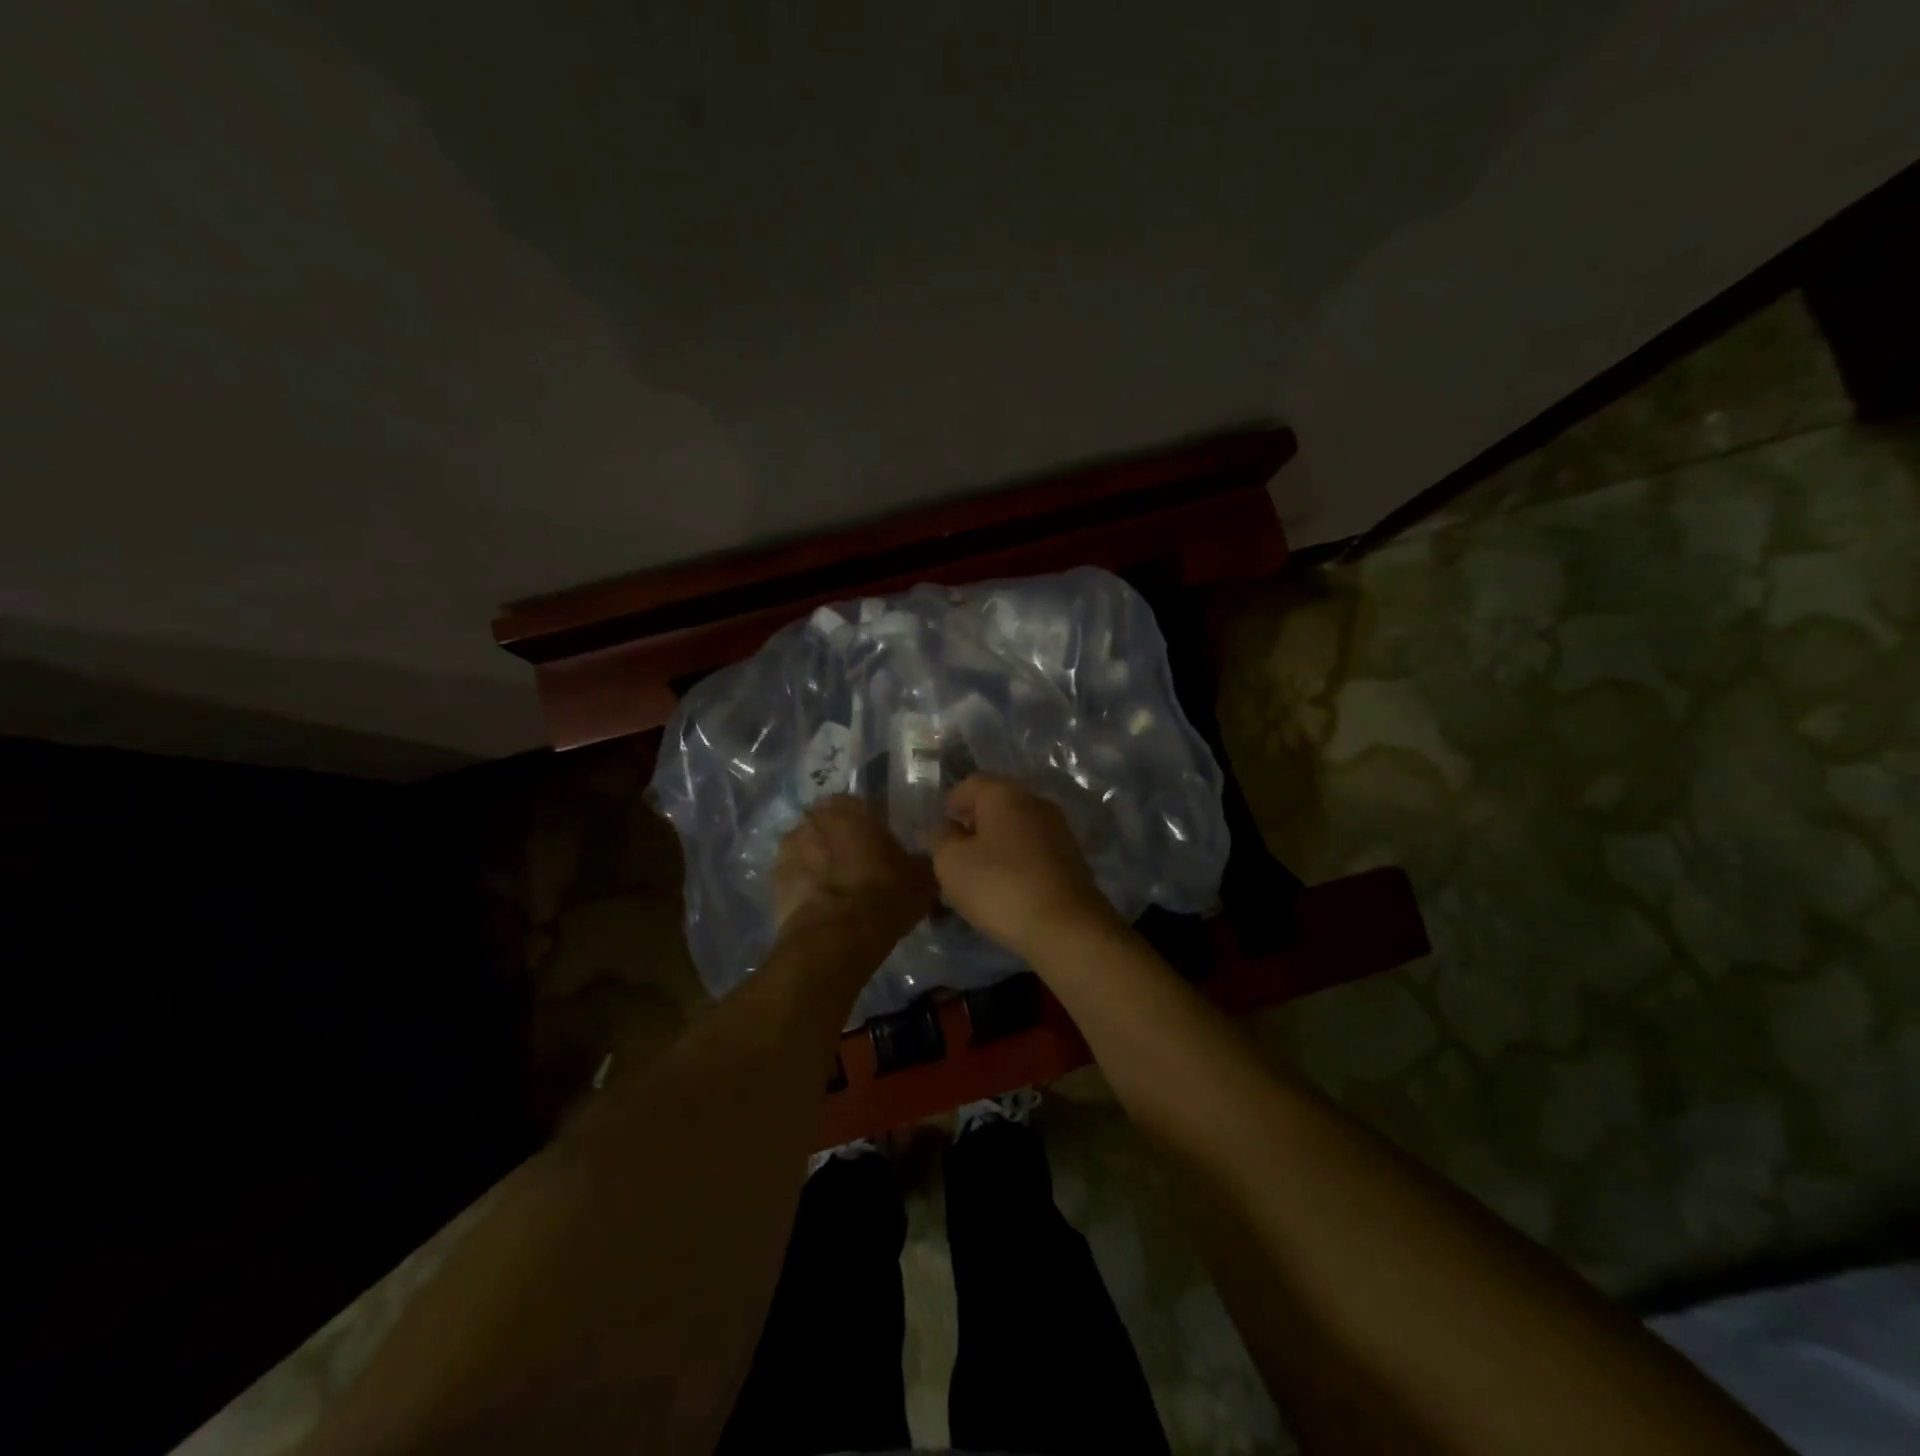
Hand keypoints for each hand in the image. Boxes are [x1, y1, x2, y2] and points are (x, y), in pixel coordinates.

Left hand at [773, 796, 935, 941]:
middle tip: (861, 868)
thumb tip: (920, 863)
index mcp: (849, 807)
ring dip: (820, 862)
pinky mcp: (773, 881)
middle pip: (831, 826)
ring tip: (839, 890)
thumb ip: (919, 860)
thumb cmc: (884, 894)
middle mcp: (813, 818)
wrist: (836, 938)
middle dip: (842, 842)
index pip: (862, 807)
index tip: (883, 849)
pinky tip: (823, 906)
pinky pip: (795, 877)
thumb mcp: (921, 877)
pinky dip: (806, 886)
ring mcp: (787, 849)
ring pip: (809, 849)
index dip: (873, 828)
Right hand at [929, 775, 1118, 959]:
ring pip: (1016, 828)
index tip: (937, 830)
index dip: (950, 803)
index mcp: (1005, 793)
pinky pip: (1033, 850)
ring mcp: (1058, 829)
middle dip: (973, 824)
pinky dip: (1016, 860)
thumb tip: (942, 827)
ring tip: (977, 874)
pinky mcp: (1072, 858)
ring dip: (995, 844)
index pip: (970, 783)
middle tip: (953, 853)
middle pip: (996, 804)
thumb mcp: (952, 863)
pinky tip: (1005, 886)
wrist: (1066, 927)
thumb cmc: (1000, 886)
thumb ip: (940, 838)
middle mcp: (1036, 802)